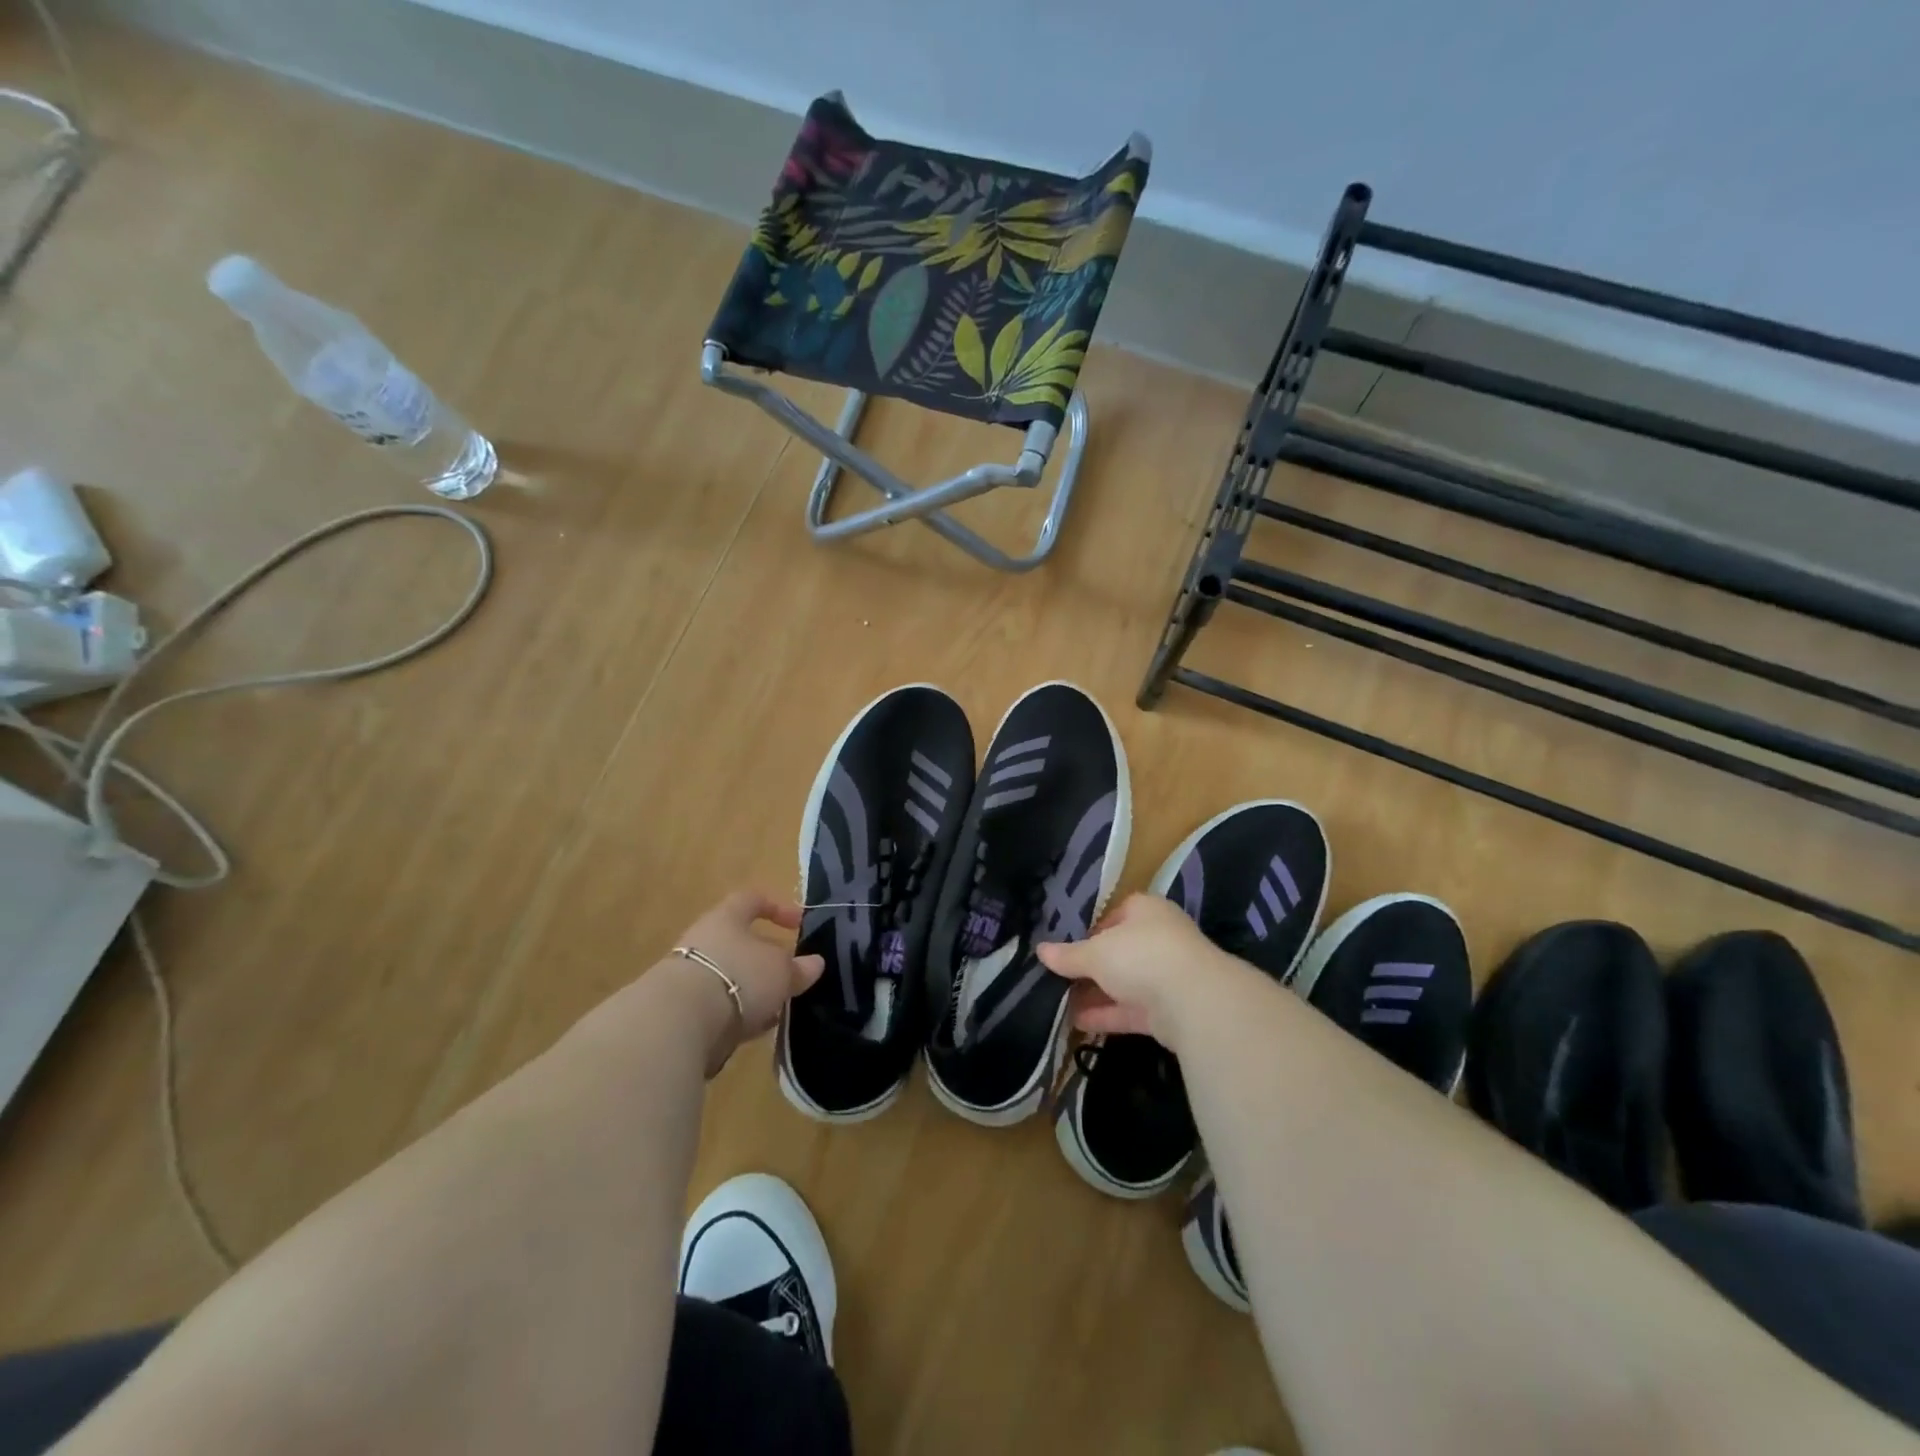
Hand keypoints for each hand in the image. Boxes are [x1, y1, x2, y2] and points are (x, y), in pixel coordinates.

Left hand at [673, 891, 824, 1071]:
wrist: (677, 1022)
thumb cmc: (737, 977)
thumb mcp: (780, 971)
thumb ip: (798, 967)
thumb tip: (815, 963)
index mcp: (726, 918)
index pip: (752, 899)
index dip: (777, 907)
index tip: (799, 924)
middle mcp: (704, 940)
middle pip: (739, 942)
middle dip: (766, 959)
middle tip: (790, 975)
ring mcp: (689, 975)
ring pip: (729, 976)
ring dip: (752, 990)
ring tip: (778, 1008)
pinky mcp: (681, 1009)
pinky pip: (718, 1005)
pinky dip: (737, 1014)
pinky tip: (754, 1030)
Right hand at [1037, 893, 1247, 1048]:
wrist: (1195, 1000)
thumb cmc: (1140, 955)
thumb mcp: (1096, 952)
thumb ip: (1069, 955)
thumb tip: (1040, 950)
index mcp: (1146, 911)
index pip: (1116, 914)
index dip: (1091, 929)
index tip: (1068, 946)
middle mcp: (1160, 938)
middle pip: (1120, 951)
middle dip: (1092, 967)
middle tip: (1061, 978)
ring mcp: (1168, 975)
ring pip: (1126, 983)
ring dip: (1097, 994)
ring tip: (1061, 1004)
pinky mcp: (1171, 1010)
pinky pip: (1133, 1010)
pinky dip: (1108, 1015)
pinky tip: (1078, 1023)